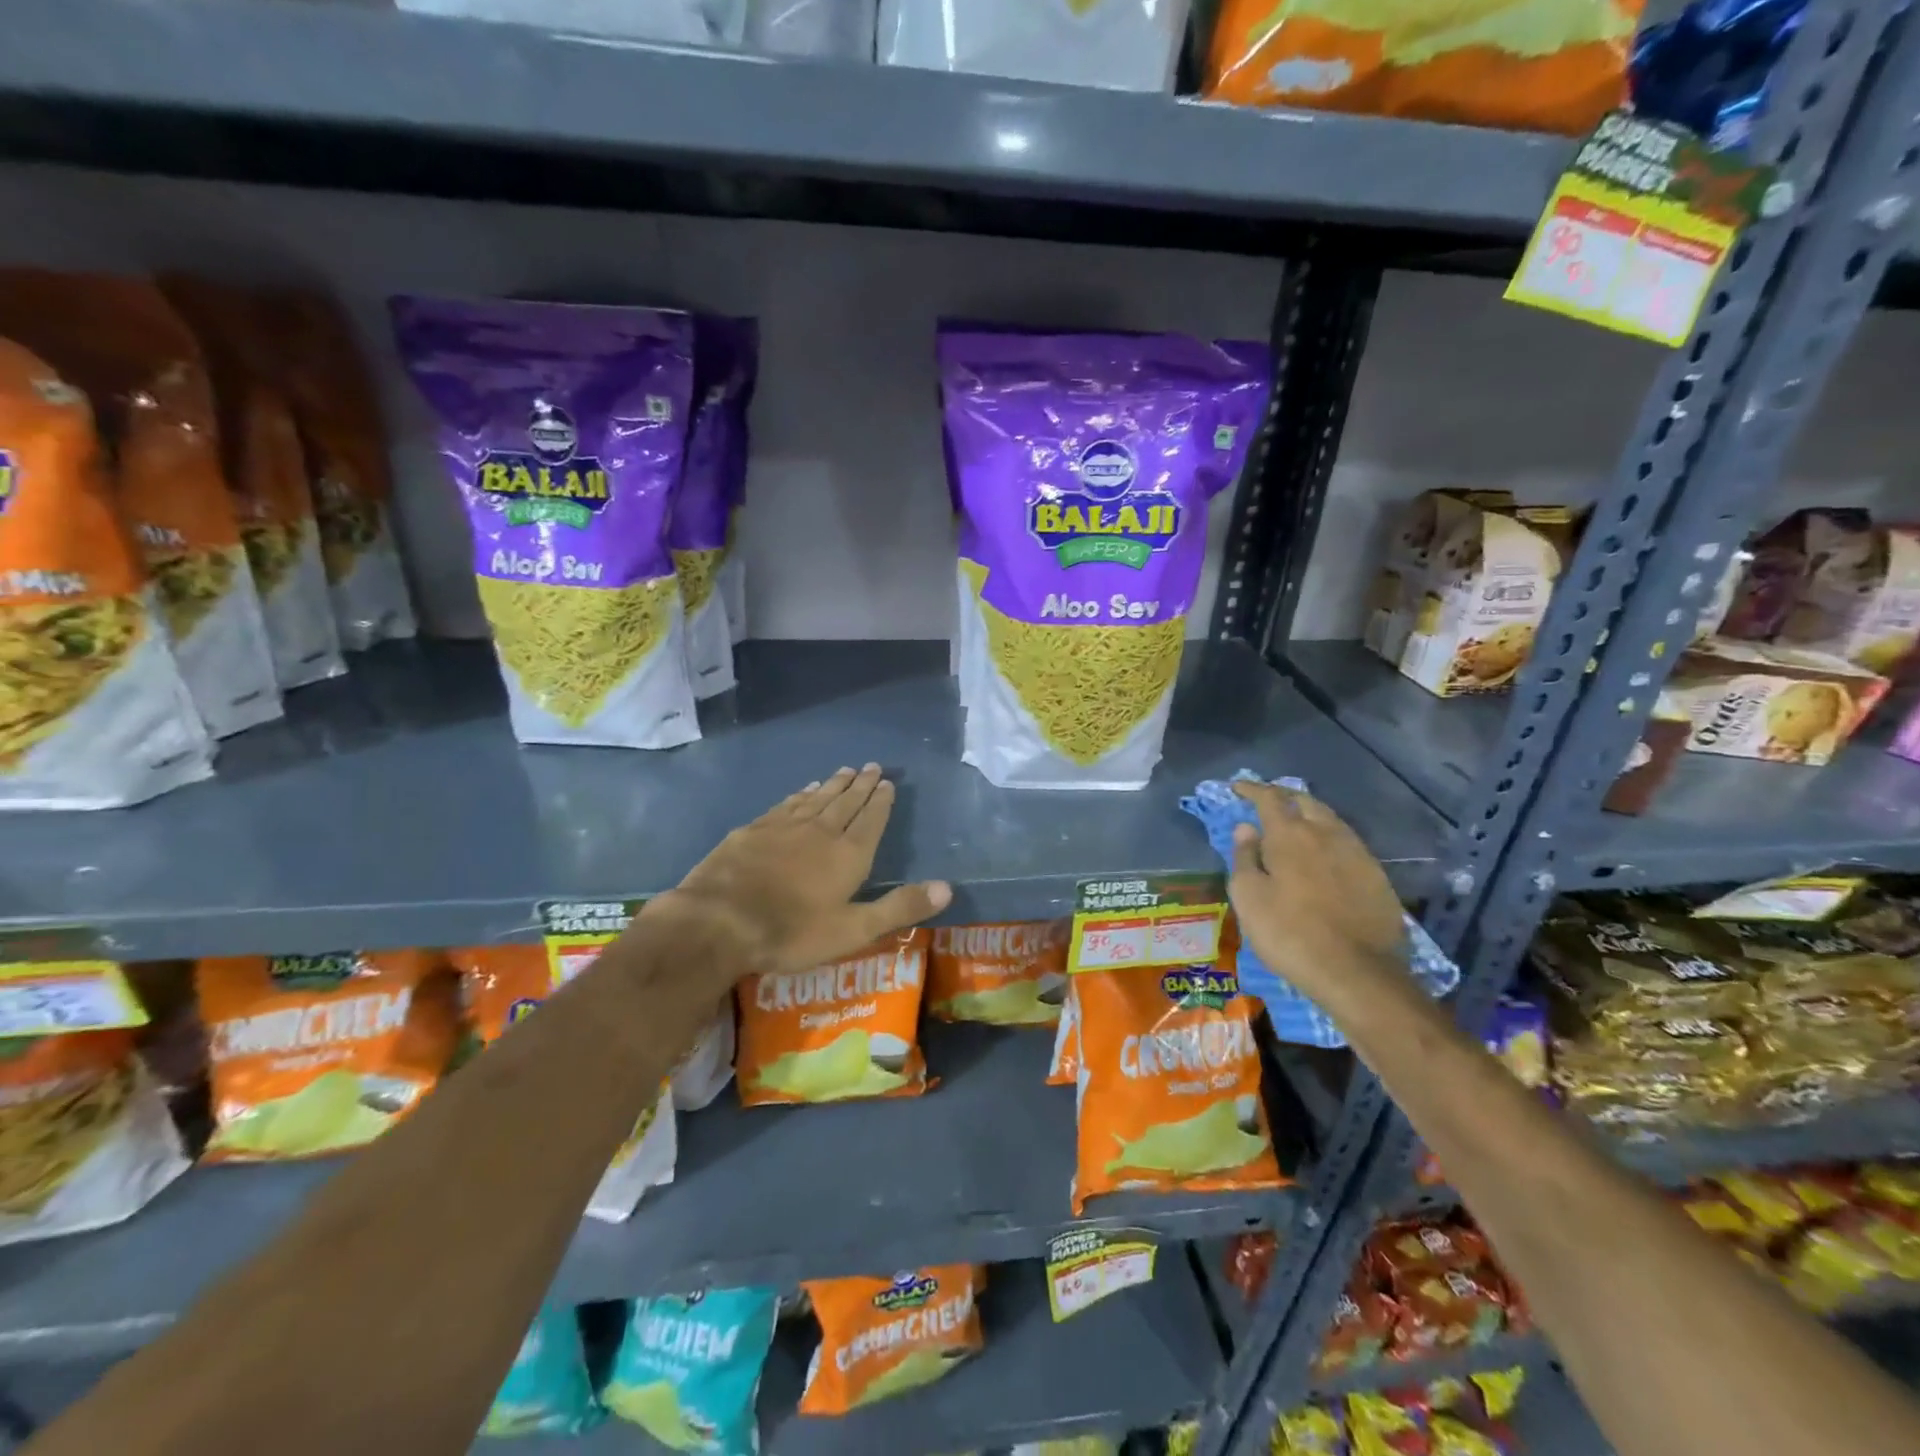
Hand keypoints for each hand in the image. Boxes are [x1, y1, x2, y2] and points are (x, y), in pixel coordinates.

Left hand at [653, 764, 951, 977]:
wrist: (720, 921)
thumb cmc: (792, 932)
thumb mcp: (853, 929)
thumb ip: (899, 907)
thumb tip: (948, 887)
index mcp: (848, 855)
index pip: (871, 820)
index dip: (881, 801)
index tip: (888, 782)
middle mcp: (820, 831)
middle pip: (845, 802)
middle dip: (861, 785)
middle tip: (872, 766)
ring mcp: (784, 827)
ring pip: (816, 799)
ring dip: (833, 785)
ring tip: (845, 771)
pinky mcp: (754, 830)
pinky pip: (786, 804)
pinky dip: (800, 794)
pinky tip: (803, 790)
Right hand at [1227, 781, 1409, 1007]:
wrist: (1357, 973)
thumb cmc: (1290, 933)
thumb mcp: (1249, 897)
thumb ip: (1244, 857)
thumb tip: (1246, 828)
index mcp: (1290, 835)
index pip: (1269, 798)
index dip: (1251, 789)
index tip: (1237, 787)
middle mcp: (1326, 833)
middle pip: (1304, 801)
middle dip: (1283, 796)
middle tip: (1266, 802)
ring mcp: (1357, 853)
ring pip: (1330, 819)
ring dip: (1308, 814)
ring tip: (1295, 823)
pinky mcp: (1376, 876)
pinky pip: (1347, 842)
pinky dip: (1328, 837)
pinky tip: (1323, 853)